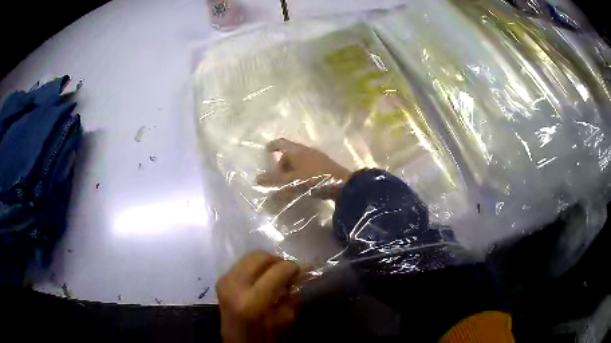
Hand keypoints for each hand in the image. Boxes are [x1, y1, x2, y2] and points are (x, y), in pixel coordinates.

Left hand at [216, 251, 299, 342]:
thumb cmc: (265, 338)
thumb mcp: (286, 321)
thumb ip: (292, 295)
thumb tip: (297, 275)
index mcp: (252, 301)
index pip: (278, 269)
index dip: (292, 268)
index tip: (300, 273)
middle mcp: (234, 285)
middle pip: (260, 256)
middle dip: (277, 261)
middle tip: (287, 272)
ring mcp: (224, 281)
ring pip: (249, 256)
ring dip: (265, 263)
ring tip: (275, 276)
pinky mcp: (221, 281)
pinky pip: (241, 264)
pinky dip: (255, 268)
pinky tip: (262, 280)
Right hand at [256, 138, 350, 199]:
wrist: (342, 184)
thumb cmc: (313, 179)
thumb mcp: (290, 182)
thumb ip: (273, 181)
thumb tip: (257, 178)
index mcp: (296, 150)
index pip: (280, 143)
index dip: (272, 146)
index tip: (265, 152)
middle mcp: (305, 150)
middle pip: (289, 153)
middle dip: (281, 164)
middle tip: (276, 177)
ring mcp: (316, 157)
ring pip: (298, 161)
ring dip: (291, 170)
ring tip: (287, 184)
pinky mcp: (324, 165)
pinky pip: (306, 166)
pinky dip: (300, 173)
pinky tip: (301, 185)